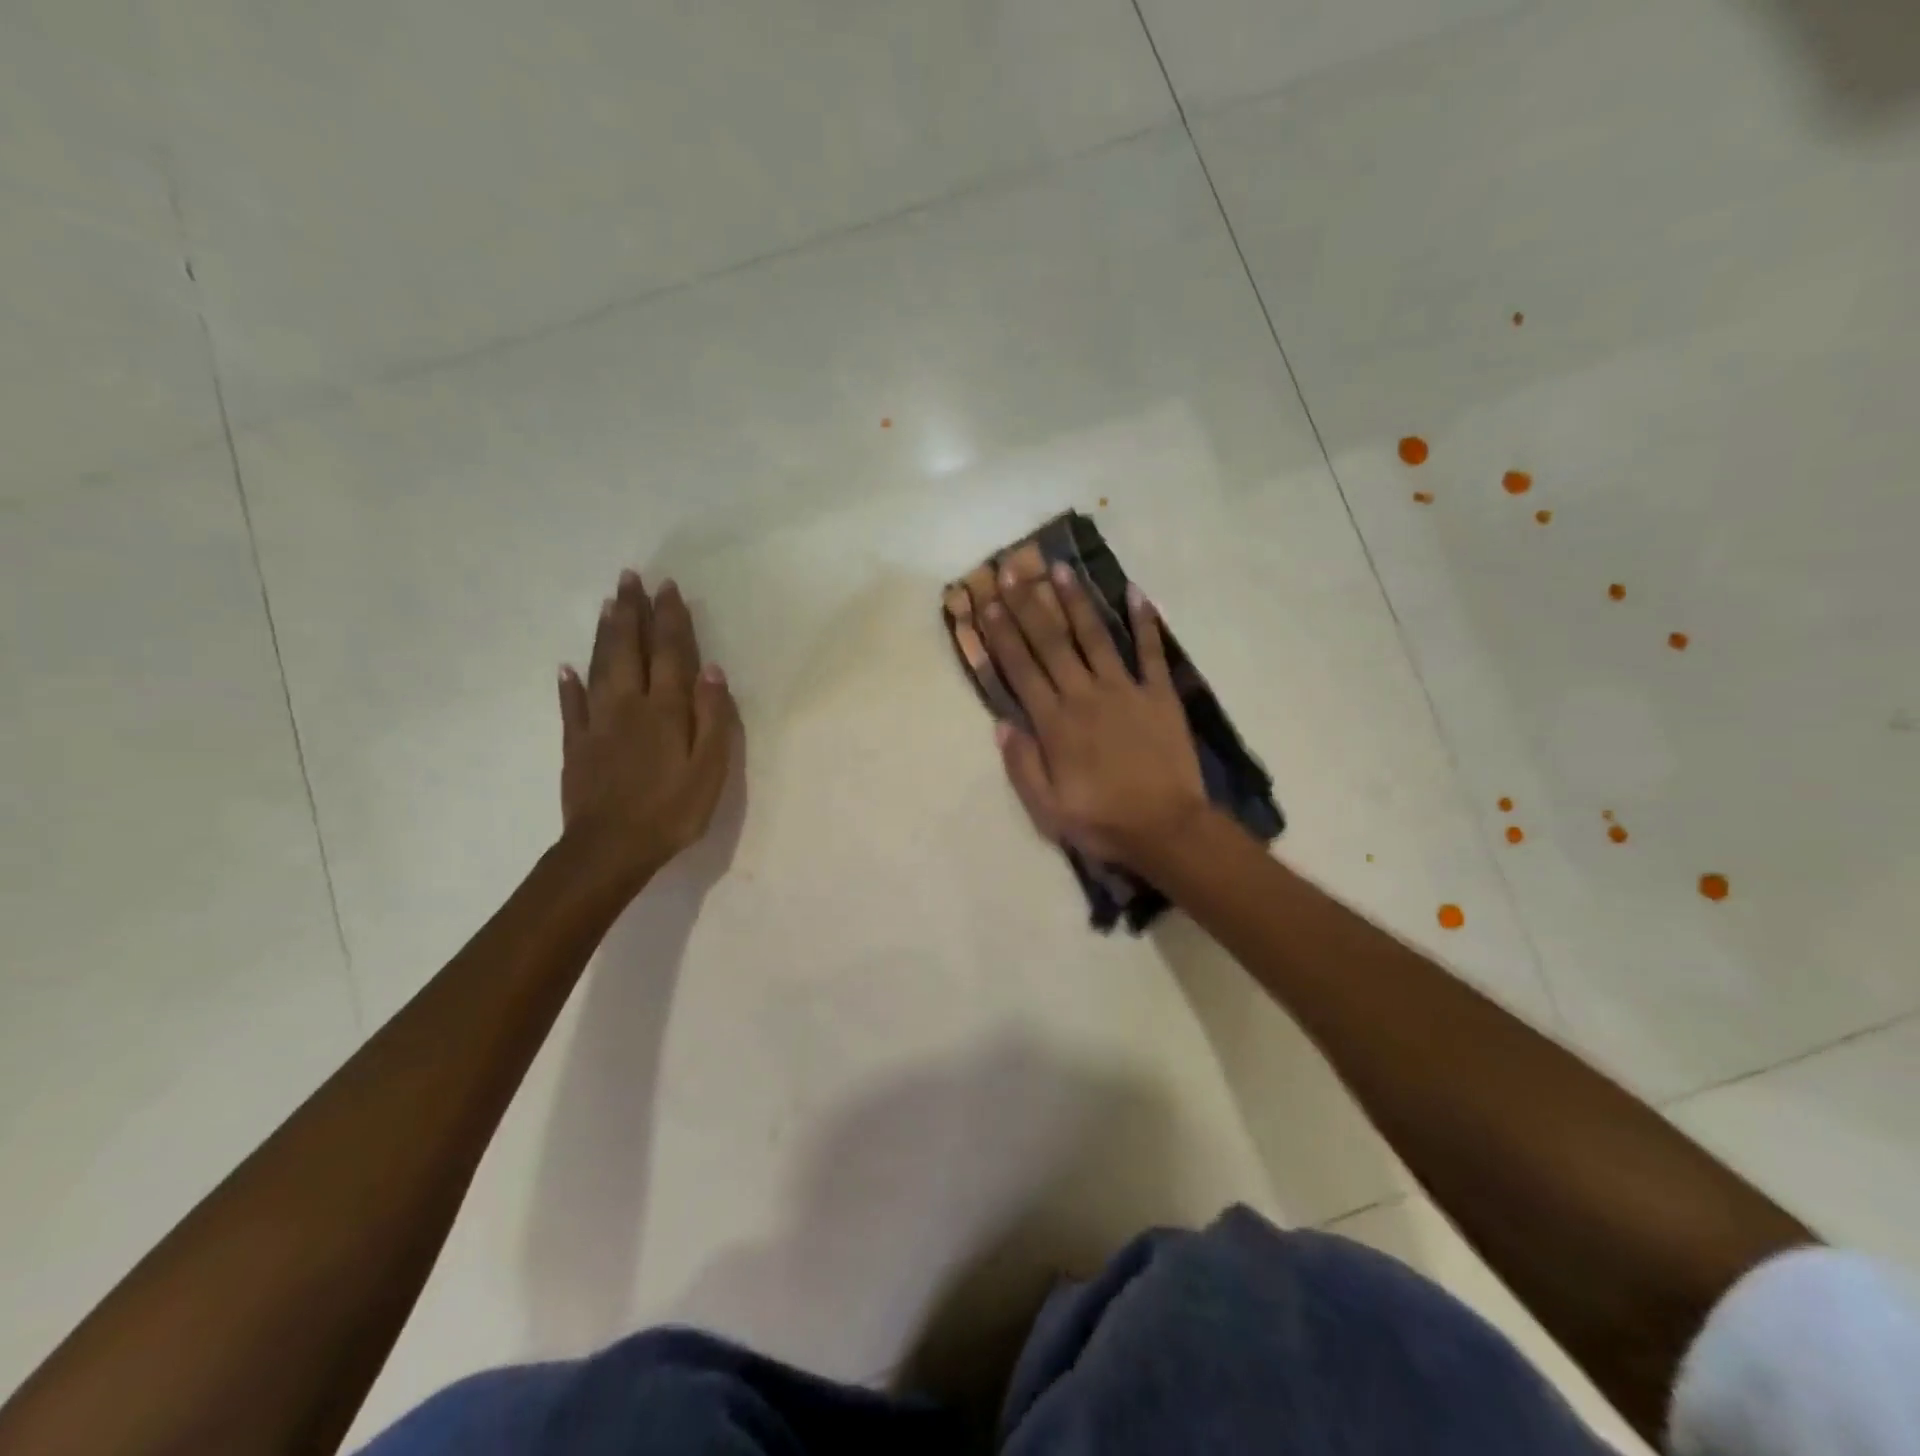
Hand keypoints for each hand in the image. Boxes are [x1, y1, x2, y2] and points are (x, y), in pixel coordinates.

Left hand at [558, 570, 738, 889]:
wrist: (611, 848)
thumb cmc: (672, 811)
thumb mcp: (710, 768)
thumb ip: (713, 717)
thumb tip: (712, 669)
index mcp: (665, 710)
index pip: (670, 653)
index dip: (670, 619)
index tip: (668, 588)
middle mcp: (629, 706)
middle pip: (630, 649)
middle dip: (631, 612)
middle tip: (629, 578)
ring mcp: (598, 724)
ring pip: (600, 668)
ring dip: (605, 634)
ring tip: (608, 604)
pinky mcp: (577, 745)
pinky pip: (571, 706)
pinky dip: (569, 683)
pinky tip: (566, 667)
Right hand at [975, 559, 1207, 868]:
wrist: (1167, 829)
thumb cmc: (1102, 821)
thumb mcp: (1047, 808)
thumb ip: (1022, 763)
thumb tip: (1001, 723)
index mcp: (1055, 723)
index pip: (1021, 669)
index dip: (1002, 634)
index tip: (988, 603)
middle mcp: (1085, 696)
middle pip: (1051, 643)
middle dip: (1029, 605)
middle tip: (1014, 571)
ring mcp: (1125, 691)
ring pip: (1095, 637)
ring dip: (1075, 601)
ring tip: (1060, 570)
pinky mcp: (1159, 695)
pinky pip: (1150, 652)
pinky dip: (1144, 622)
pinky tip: (1136, 592)